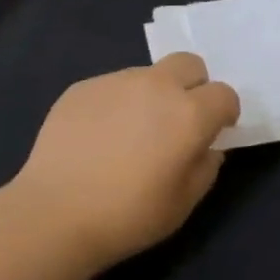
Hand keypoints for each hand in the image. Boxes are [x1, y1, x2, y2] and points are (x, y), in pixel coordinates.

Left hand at [6, 54, 240, 269]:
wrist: (55, 213)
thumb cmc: (129, 215)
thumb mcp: (184, 203)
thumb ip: (206, 166)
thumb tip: (206, 147)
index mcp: (188, 113)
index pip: (224, 94)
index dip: (224, 113)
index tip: (214, 132)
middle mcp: (155, 86)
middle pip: (189, 64)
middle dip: (193, 86)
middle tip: (178, 120)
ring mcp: (115, 81)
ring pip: (147, 74)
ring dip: (151, 95)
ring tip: (130, 133)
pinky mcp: (82, 87)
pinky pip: (112, 87)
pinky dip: (116, 104)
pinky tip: (98, 137)